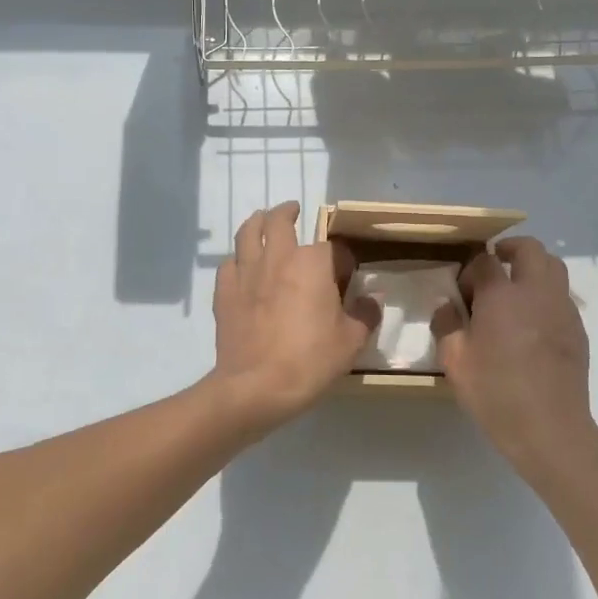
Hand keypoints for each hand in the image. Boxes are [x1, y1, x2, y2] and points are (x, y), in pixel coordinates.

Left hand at [209, 201, 380, 430]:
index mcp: (312, 263)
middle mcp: (278, 257)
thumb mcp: (351, 341)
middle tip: (293, 211)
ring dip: (257, 222)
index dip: (342, 260)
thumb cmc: (309, 360)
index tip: (346, 277)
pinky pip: (229, 264)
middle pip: (279, 221)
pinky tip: (242, 267)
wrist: (255, 387)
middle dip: (288, 212)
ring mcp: (246, 272)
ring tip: (262, 220)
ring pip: (247, 232)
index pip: (333, 248)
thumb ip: (366, 314)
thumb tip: (373, 299)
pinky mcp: (224, 292)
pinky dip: (238, 259)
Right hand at [433, 236, 596, 477]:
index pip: (485, 260)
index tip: (462, 292)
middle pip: (529, 248)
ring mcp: (562, 308)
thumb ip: (446, 325)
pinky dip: (546, 294)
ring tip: (515, 290)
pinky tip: (533, 322)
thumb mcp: (455, 362)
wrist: (551, 429)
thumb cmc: (496, 393)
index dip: (470, 269)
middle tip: (493, 266)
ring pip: (553, 266)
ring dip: (533, 267)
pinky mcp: (578, 328)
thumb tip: (445, 304)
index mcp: (502, 295)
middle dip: (509, 249)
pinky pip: (562, 295)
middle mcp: (536, 292)